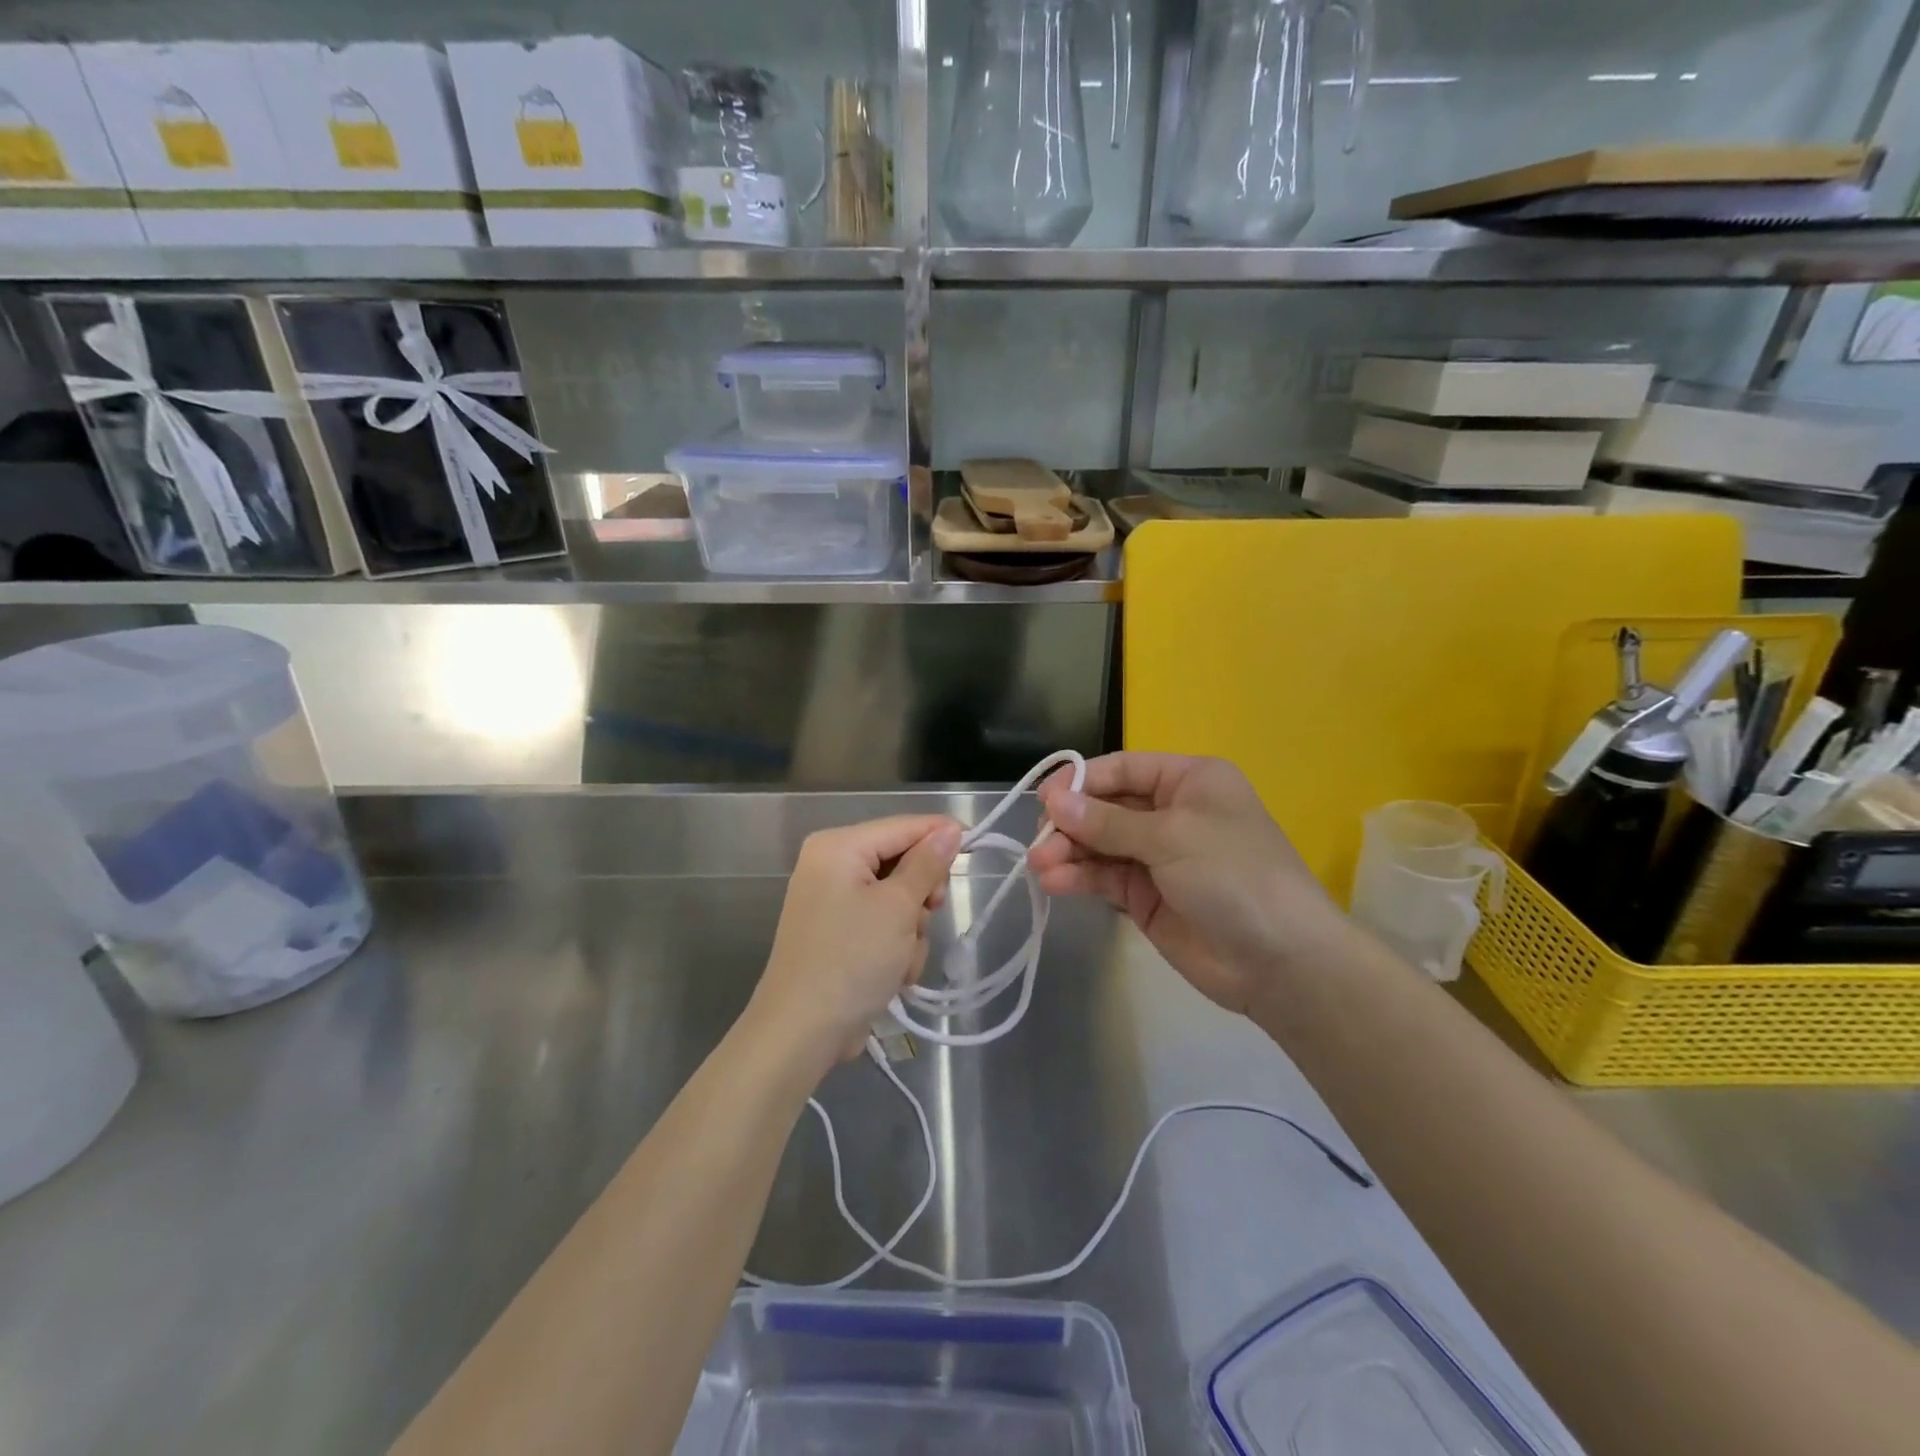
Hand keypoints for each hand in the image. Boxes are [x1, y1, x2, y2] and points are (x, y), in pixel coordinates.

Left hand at [749, 815, 962, 1072]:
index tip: (977, 849)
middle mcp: (832, 865)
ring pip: (898, 898)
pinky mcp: (840, 933)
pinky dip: (895, 946)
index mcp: (839, 847)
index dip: (941, 835)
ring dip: (911, 929)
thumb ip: (927, 865)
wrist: (802, 1032)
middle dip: (921, 895)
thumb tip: (950, 830)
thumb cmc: (851, 960)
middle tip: (928, 915)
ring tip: (902, 958)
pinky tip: (893, 973)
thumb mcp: (898, 908)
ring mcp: (834, 901)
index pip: (903, 826)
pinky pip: (883, 923)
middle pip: (902, 862)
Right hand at [1031, 753, 1349, 1014]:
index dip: (1081, 780)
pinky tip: (1055, 883)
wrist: (1280, 960)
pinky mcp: (1146, 896)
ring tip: (1039, 865)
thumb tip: (1053, 801)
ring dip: (1068, 852)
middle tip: (1039, 841)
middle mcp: (1170, 812)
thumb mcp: (1171, 837)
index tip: (1044, 798)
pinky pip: (1105, 878)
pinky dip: (1079, 878)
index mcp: (1188, 781)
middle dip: (1070, 822)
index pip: (1123, 769)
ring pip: (1100, 844)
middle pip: (1106, 807)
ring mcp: (1157, 857)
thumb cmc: (1233, 875)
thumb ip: (1107, 822)